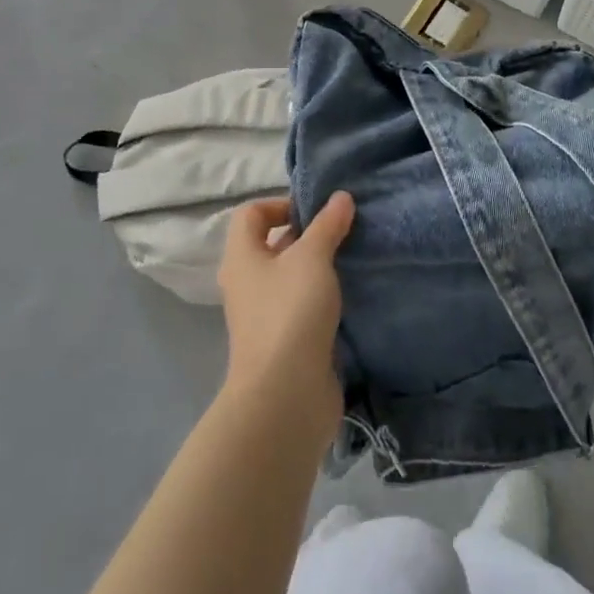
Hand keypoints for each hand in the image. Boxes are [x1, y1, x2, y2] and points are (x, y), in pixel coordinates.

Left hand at [217, 192, 355, 449]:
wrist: (285, 395)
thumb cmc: (290, 312)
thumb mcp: (312, 257)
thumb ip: (327, 225)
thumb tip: (340, 197)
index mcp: (242, 258)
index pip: (251, 214)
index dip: (280, 203)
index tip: (316, 212)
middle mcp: (247, 284)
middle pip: (272, 245)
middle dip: (306, 235)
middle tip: (342, 230)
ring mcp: (264, 316)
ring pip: (290, 277)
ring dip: (318, 267)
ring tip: (352, 259)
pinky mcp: (285, 342)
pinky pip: (303, 306)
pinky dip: (323, 298)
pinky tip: (350, 295)